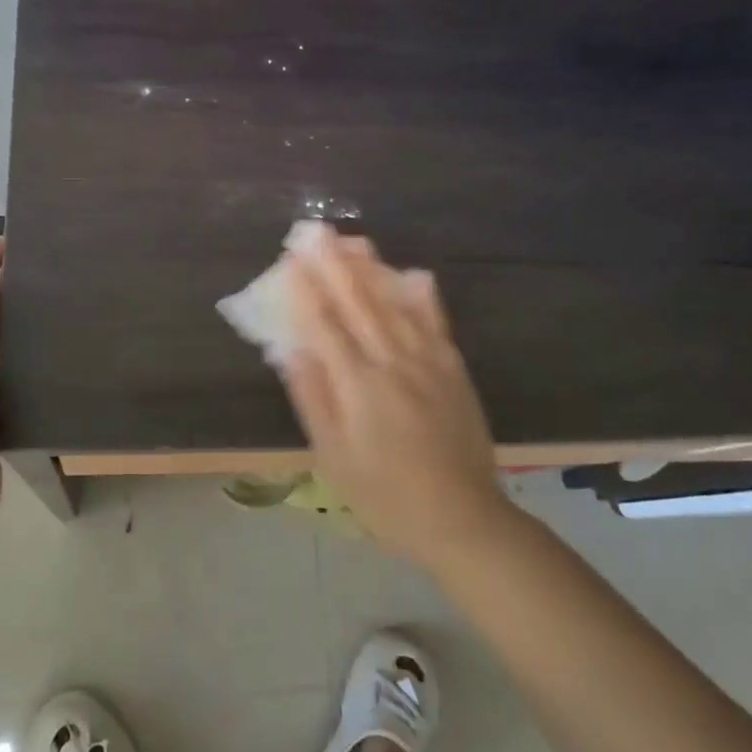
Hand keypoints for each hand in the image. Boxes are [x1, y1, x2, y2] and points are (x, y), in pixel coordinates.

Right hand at [280, 228, 509, 571]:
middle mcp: (392, 362)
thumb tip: (292, 349)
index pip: (324, 324)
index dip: (305, 289)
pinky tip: (413, 274)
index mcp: (358, 385)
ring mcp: (428, 363)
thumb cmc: (384, 496)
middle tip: (316, 232)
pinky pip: (435, 323)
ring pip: (395, 305)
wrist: (462, 520)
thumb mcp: (333, 457)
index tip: (289, 259)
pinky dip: (422, 296)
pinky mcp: (454, 370)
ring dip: (372, 270)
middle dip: (334, 265)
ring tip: (354, 241)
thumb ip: (313, 398)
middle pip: (358, 303)